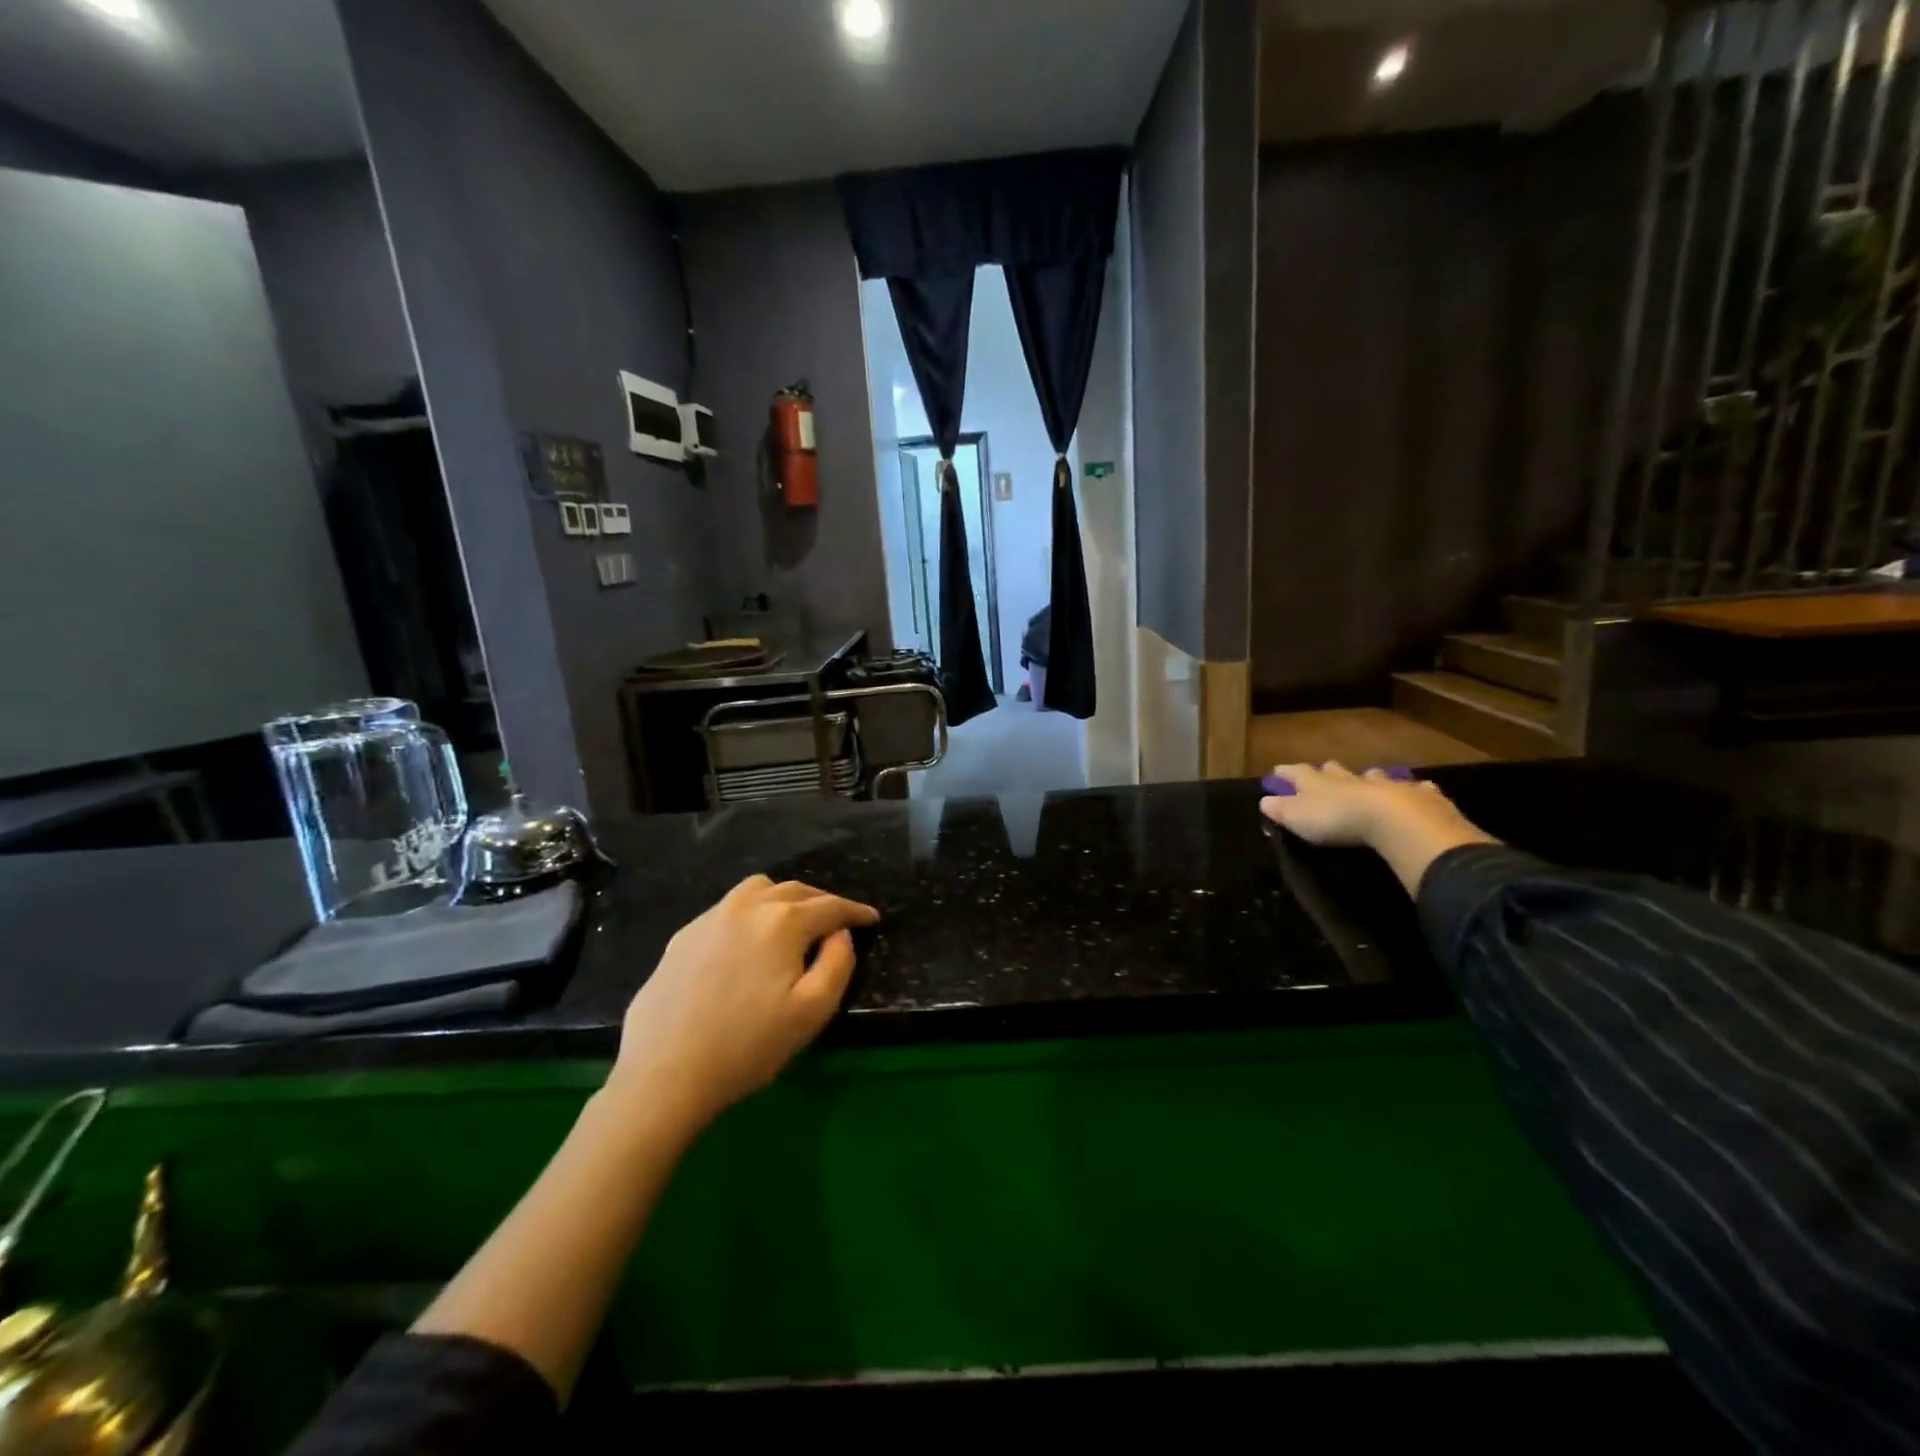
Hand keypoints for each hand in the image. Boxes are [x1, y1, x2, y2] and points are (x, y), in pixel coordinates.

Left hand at [606, 876, 879, 1137]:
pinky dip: (750, 914)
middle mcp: (748, 906)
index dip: (855, 911)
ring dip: (783, 898)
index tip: (872, 919)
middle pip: (795, 890)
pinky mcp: (683, 936)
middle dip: (822, 901)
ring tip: (792, 922)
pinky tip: (747, 942)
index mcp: (784, 921)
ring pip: (757, 889)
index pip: (831, 906)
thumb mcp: (812, 1011)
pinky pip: (727, 909)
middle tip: (837, 922)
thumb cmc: (748, 1045)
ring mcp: (711, 918)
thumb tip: (840, 934)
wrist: (664, 1072)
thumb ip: (838, 963)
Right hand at [1260, 762, 1495, 894]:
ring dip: (1368, 778)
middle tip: (1325, 772)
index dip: (1286, 773)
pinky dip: (1412, 790)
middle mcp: (1348, 779)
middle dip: (1327, 771)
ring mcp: (1383, 784)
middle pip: (1334, 770)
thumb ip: (1279, 809)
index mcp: (1318, 783)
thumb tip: (1263, 800)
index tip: (1277, 771)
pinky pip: (1414, 789)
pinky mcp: (1416, 796)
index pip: (1296, 773)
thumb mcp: (1297, 817)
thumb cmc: (1336, 819)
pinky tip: (1418, 792)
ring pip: (1373, 776)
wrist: (1393, 819)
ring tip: (1369, 780)